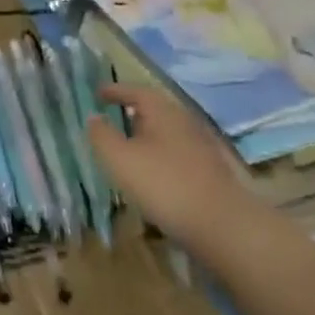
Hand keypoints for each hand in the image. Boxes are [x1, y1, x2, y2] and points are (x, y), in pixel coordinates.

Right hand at [86, 82, 253, 244]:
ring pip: (167, 132)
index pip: (137, 91)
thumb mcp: (120, 159)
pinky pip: (176, 152)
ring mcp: (201, 147)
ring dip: (146, 135)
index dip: (116, 90)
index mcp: (164, 112)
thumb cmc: (164, 184)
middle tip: (111, 116)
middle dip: (132, 111)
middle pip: (156, 109)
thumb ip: (102, 135)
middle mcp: (186, 122)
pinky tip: (150, 172)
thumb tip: (93, 117)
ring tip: (127, 146)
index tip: (98, 93)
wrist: (221, 224)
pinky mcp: (209, 171)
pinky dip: (159, 154)